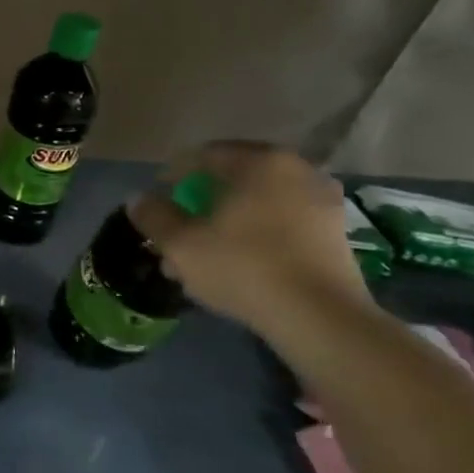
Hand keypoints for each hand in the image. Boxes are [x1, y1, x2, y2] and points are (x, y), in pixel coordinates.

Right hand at [127, 141, 368, 336]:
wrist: (319, 316)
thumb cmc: (242, 266)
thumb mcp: (180, 243)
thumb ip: (154, 215)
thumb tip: (138, 199)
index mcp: (259, 161)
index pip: (203, 156)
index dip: (173, 177)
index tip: (157, 204)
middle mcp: (296, 170)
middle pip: (233, 181)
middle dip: (201, 204)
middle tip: (179, 230)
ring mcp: (322, 201)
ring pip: (258, 204)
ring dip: (228, 222)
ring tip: (204, 255)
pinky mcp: (335, 233)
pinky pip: (282, 223)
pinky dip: (257, 235)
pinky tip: (239, 264)